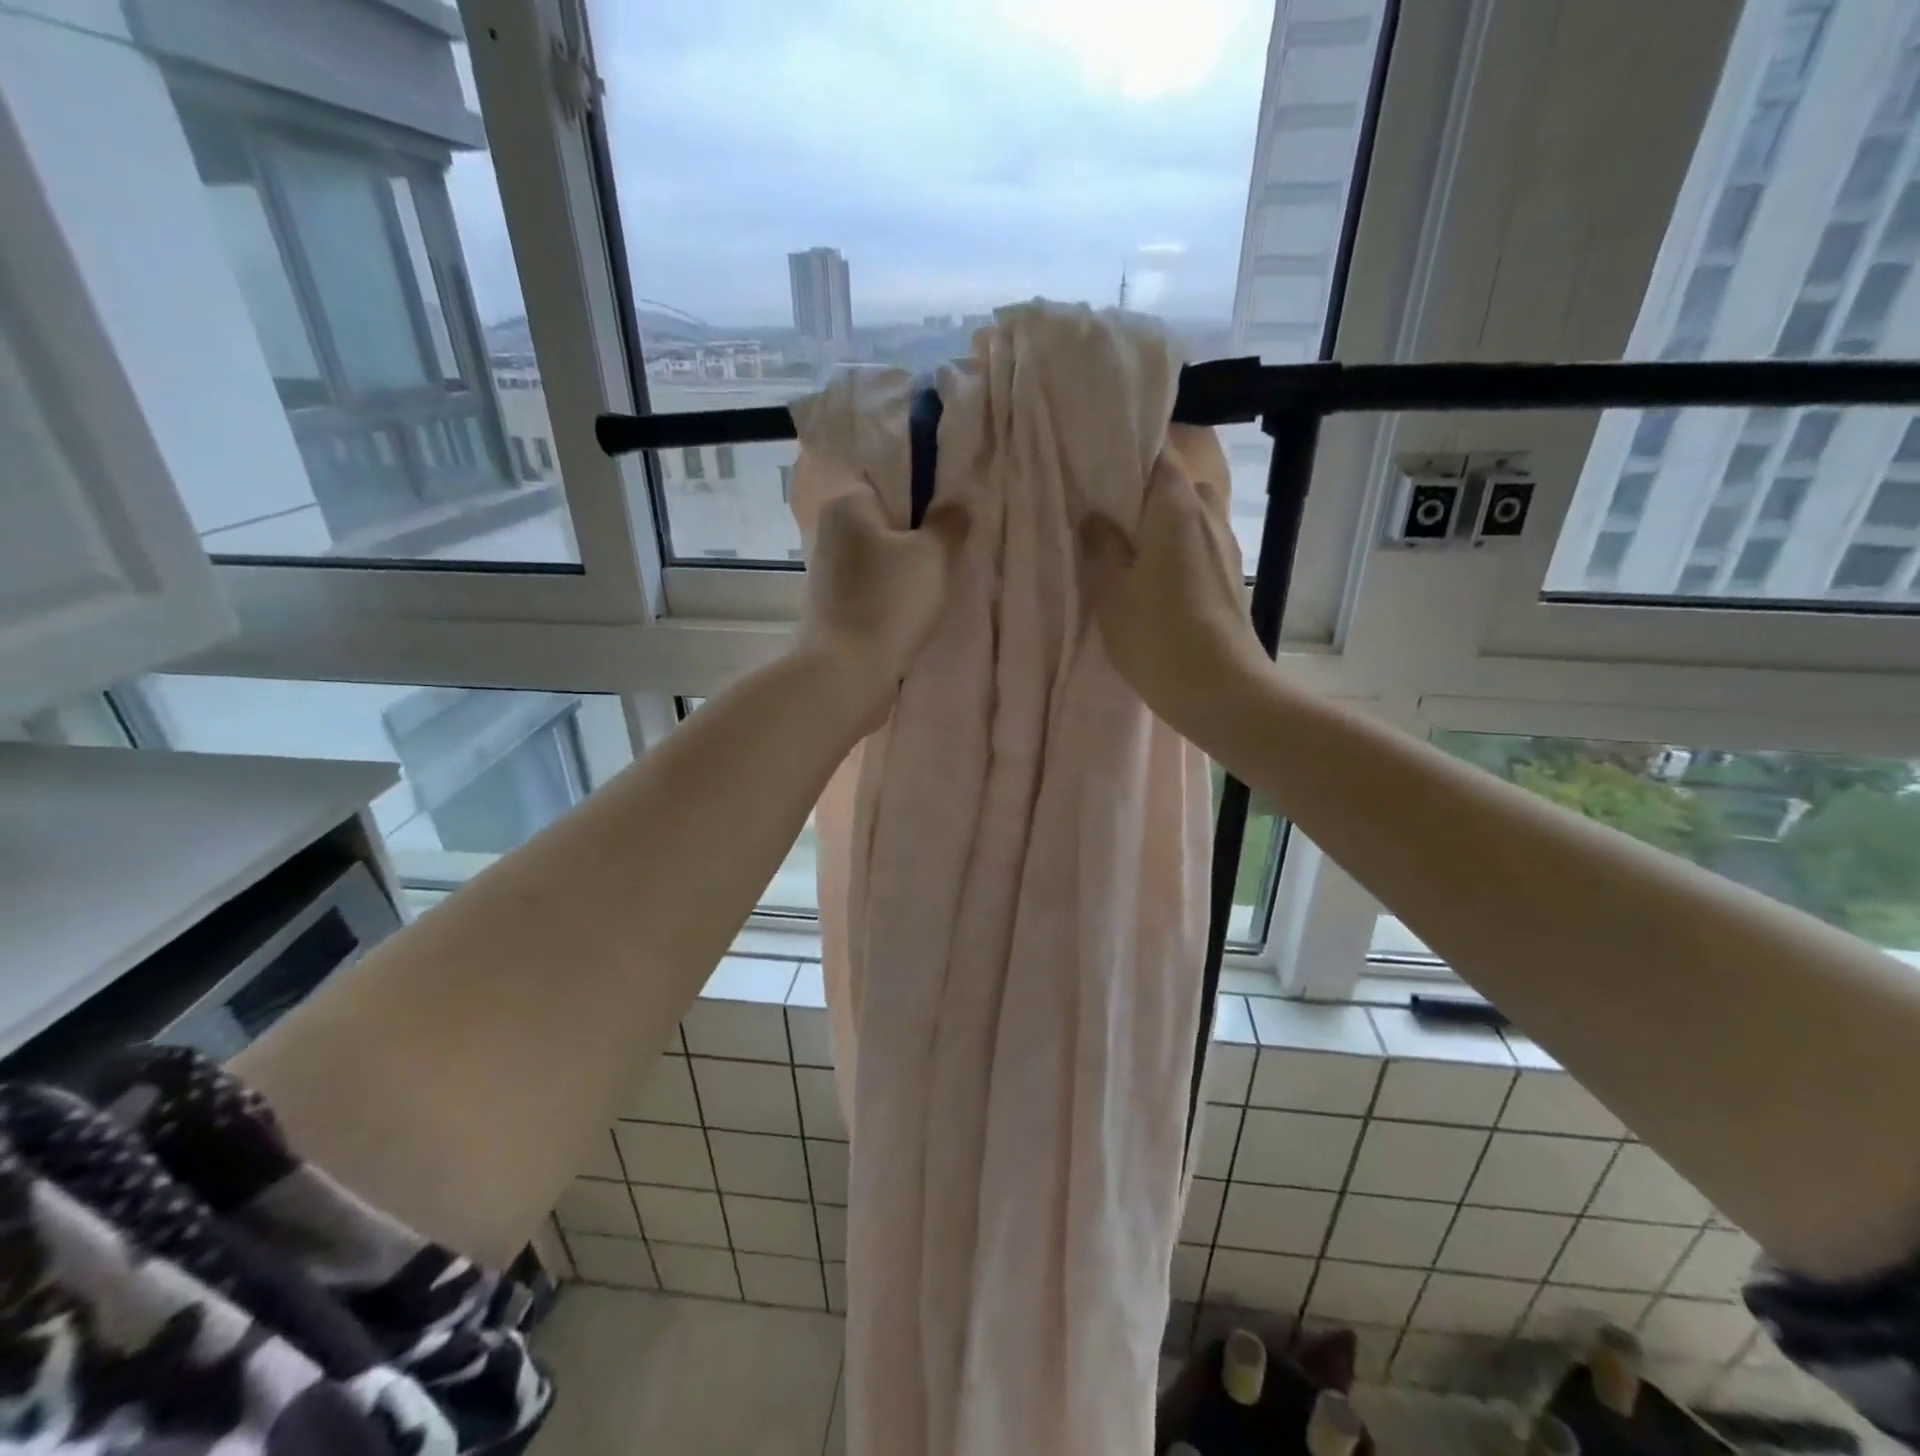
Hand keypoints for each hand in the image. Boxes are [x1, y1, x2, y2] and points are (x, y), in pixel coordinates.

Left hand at [795, 490, 969, 725]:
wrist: (846, 672)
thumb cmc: (891, 602)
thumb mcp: (933, 555)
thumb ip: (949, 523)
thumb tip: (956, 504)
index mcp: (848, 504)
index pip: (892, 480)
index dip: (927, 495)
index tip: (954, 518)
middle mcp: (831, 531)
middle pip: (887, 521)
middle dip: (919, 536)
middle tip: (954, 552)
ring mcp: (829, 571)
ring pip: (881, 558)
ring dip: (908, 569)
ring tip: (940, 584)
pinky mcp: (833, 606)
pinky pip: (873, 587)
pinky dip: (894, 594)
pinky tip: (916, 609)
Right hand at [1078, 449, 1266, 739]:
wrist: (1222, 690)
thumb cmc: (1158, 634)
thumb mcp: (1111, 591)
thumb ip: (1100, 546)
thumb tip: (1095, 518)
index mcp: (1177, 505)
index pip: (1158, 454)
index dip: (1128, 456)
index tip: (1098, 471)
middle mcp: (1208, 514)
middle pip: (1175, 486)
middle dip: (1143, 496)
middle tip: (1107, 519)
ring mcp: (1226, 546)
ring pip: (1188, 519)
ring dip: (1160, 528)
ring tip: (1126, 553)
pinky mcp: (1230, 577)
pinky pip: (1197, 547)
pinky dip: (1175, 552)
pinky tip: (1154, 582)